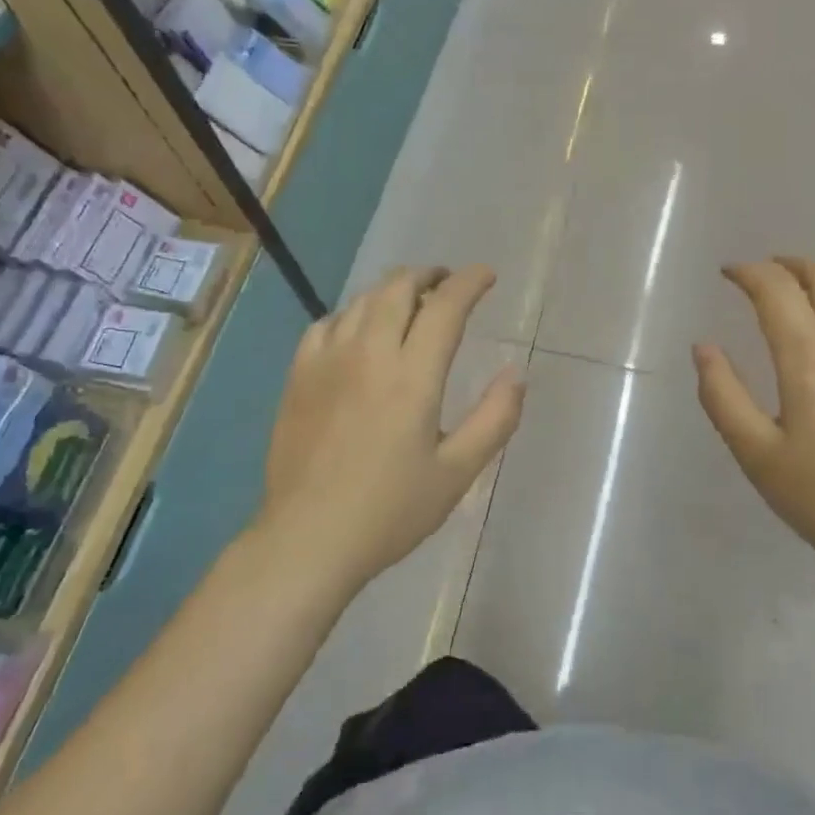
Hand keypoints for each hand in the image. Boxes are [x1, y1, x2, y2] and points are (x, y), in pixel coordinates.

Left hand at [260, 266, 524, 589]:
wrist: (307, 539)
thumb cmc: (390, 511)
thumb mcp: (458, 473)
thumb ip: (495, 418)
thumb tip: (516, 373)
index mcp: (411, 376)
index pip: (444, 306)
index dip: (469, 282)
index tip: (486, 276)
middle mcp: (368, 354)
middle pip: (398, 288)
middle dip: (429, 276)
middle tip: (448, 284)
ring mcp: (327, 361)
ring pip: (362, 301)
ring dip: (393, 290)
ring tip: (411, 302)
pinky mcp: (298, 376)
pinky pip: (326, 323)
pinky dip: (353, 314)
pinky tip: (359, 331)